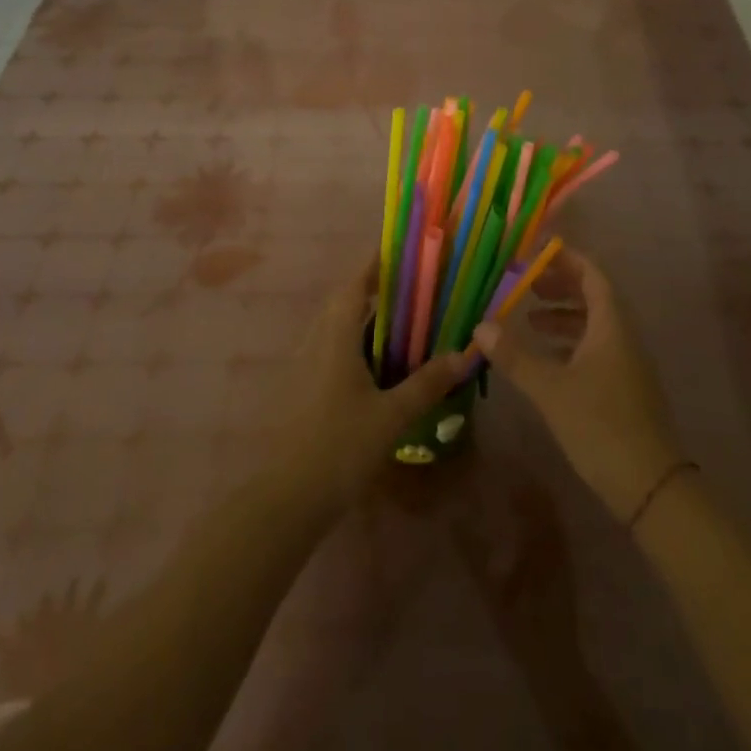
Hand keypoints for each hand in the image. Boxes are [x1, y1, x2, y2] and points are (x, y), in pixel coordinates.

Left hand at [276, 258, 476, 511]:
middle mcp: (316, 342)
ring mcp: (304, 366)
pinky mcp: (302, 388)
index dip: (375, 264)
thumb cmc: (340, 446)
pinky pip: (330, 349)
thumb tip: (464, 354)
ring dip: (362, 317)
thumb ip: (427, 383)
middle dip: (373, 289)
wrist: (286, 499)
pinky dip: (354, 343)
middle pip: (344, 302)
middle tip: (410, 288)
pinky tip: (375, 366)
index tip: (400, 251)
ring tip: (399, 322)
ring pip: (335, 327)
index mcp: (335, 337)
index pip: (355, 284)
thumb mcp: (391, 416)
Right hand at [473, 249, 683, 524]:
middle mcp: (622, 336)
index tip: (537, 254)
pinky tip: (546, 360)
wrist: (651, 487)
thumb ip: (515, 356)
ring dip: (563, 317)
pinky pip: (596, 349)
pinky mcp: (624, 389)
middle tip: (526, 286)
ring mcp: (626, 364)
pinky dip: (570, 344)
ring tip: (529, 321)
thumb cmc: (601, 425)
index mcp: (611, 325)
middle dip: (560, 287)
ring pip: (594, 325)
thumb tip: (480, 326)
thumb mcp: (551, 389)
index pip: (592, 275)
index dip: (566, 261)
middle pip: (593, 297)